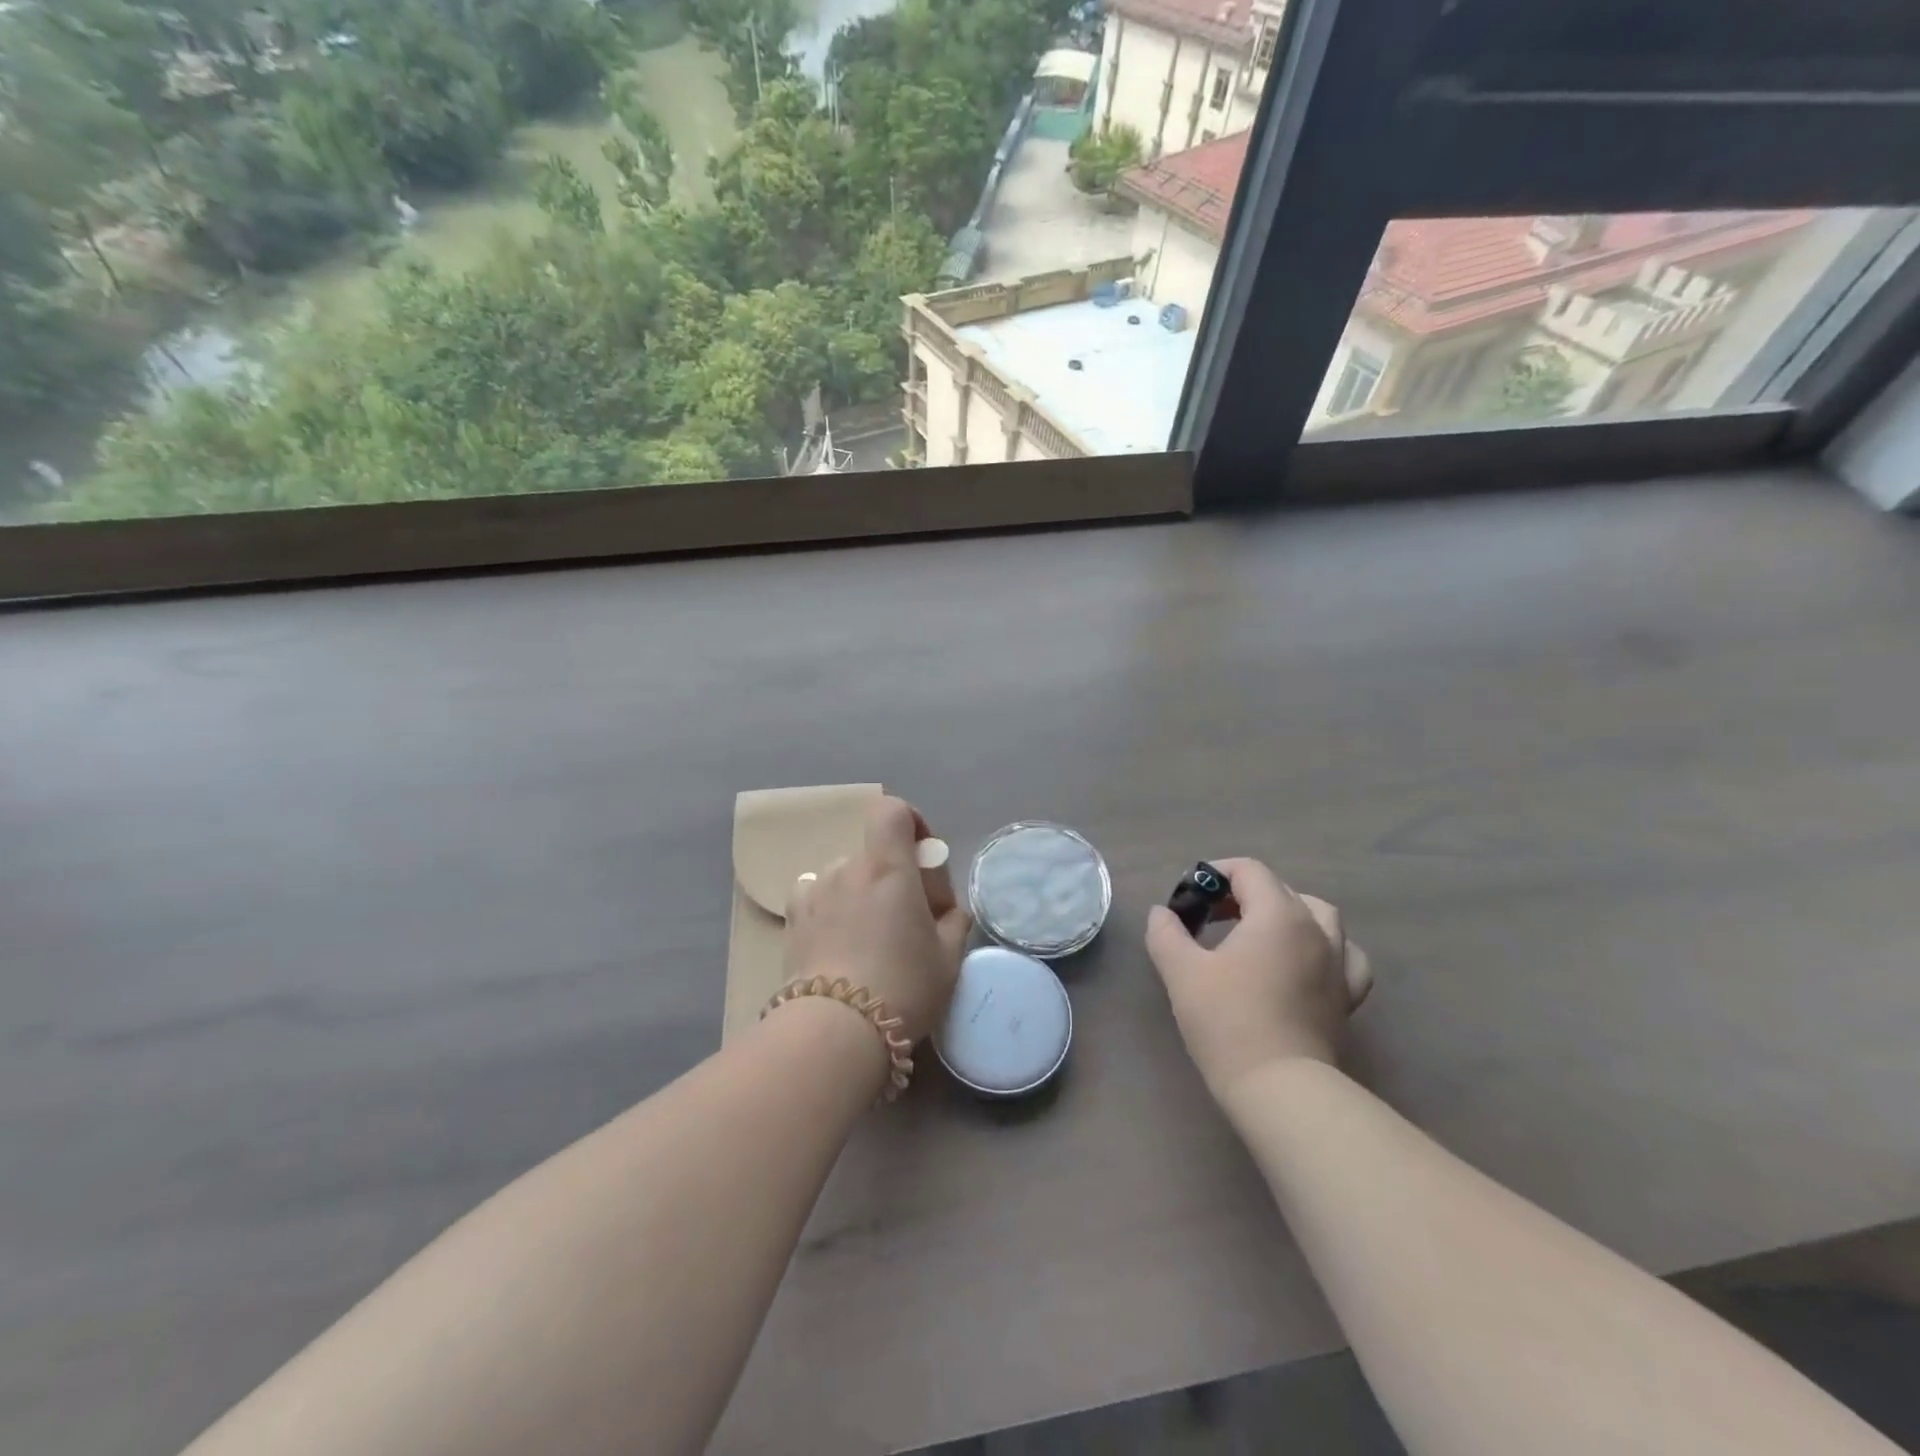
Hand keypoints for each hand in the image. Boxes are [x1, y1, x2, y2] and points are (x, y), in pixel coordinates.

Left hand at [782, 796, 972, 1045]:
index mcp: (888, 867)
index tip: (923, 857)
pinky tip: (838, 941)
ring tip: (870, 939)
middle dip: (895, 876)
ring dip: (862, 894)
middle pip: (875, 853)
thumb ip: (954, 923)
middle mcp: (847, 867)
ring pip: (847, 877)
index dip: (911, 822)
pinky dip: (831, 907)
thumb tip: (950, 913)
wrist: (834, 1031)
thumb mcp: (948, 959)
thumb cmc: (902, 986)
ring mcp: (814, 891)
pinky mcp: (792, 918)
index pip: (892, 811)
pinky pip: (817, 896)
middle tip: (908, 919)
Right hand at [1145, 858, 1370, 1098]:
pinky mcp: (1346, 996)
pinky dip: (1325, 948)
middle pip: (1280, 889)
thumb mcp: (1181, 972)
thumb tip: (1161, 913)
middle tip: (1209, 917)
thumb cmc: (1227, 1021)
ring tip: (1258, 933)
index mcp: (1278, 914)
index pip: (1249, 871)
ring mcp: (1338, 962)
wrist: (1279, 1087)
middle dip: (1242, 894)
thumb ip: (1166, 933)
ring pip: (1319, 915)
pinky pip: (1345, 955)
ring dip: (1286, 913)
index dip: (1216, 873)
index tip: (1190, 897)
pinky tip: (1306, 961)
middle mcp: (1315, 928)